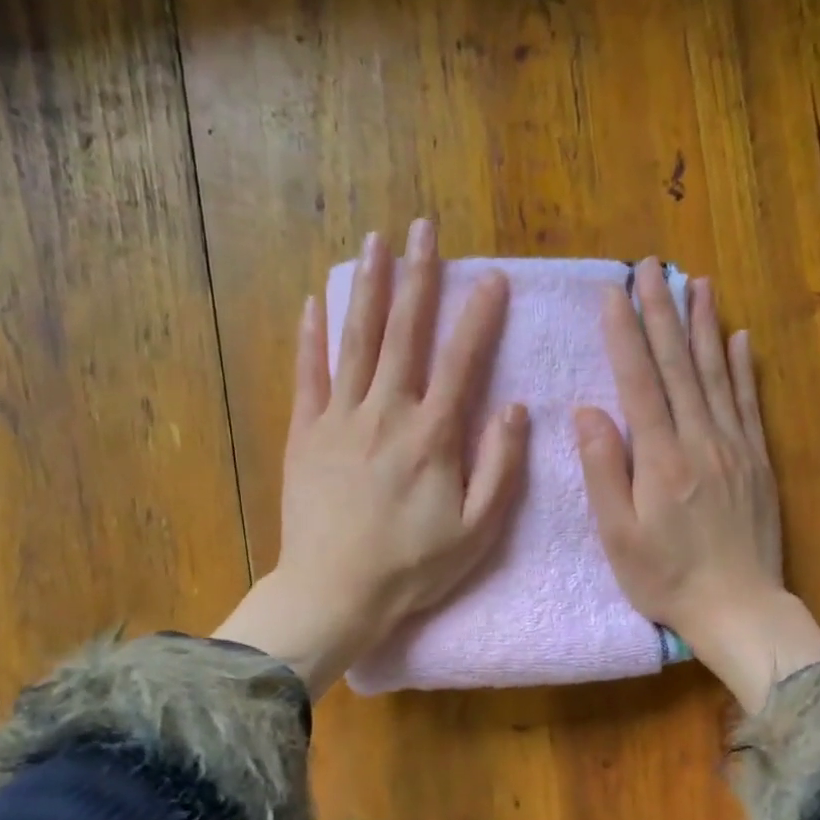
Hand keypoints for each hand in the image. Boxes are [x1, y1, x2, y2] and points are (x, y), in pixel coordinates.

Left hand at [215, 221, 528, 693]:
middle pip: (403, 333)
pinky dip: (311, 337)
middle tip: (424, 229)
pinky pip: (307, 375)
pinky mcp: (305, 434)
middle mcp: (386, 413)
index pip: (461, 360)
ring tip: (374, 242)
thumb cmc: (413, 566)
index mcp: (432, 435)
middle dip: (417, 277)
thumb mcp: (478, 529)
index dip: (479, 315)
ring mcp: (340, 419)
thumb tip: (513, 408)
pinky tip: (313, 302)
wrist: (335, 591)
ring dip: (367, 288)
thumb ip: (500, 466)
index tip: (491, 277)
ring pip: (356, 341)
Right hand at [574, 259, 819, 711]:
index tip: (613, 291)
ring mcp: (735, 448)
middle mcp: (701, 441)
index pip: (638, 382)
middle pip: (678, 366)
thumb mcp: (618, 536)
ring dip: (704, 326)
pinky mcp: (758, 461)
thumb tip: (588, 411)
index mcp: (660, 459)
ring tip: (697, 283)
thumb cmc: (667, 579)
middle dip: (661, 312)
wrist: (739, 608)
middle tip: (651, 266)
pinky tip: (740, 338)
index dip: (624, 333)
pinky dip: (745, 368)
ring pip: (718, 374)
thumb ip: (603, 471)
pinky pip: (750, 404)